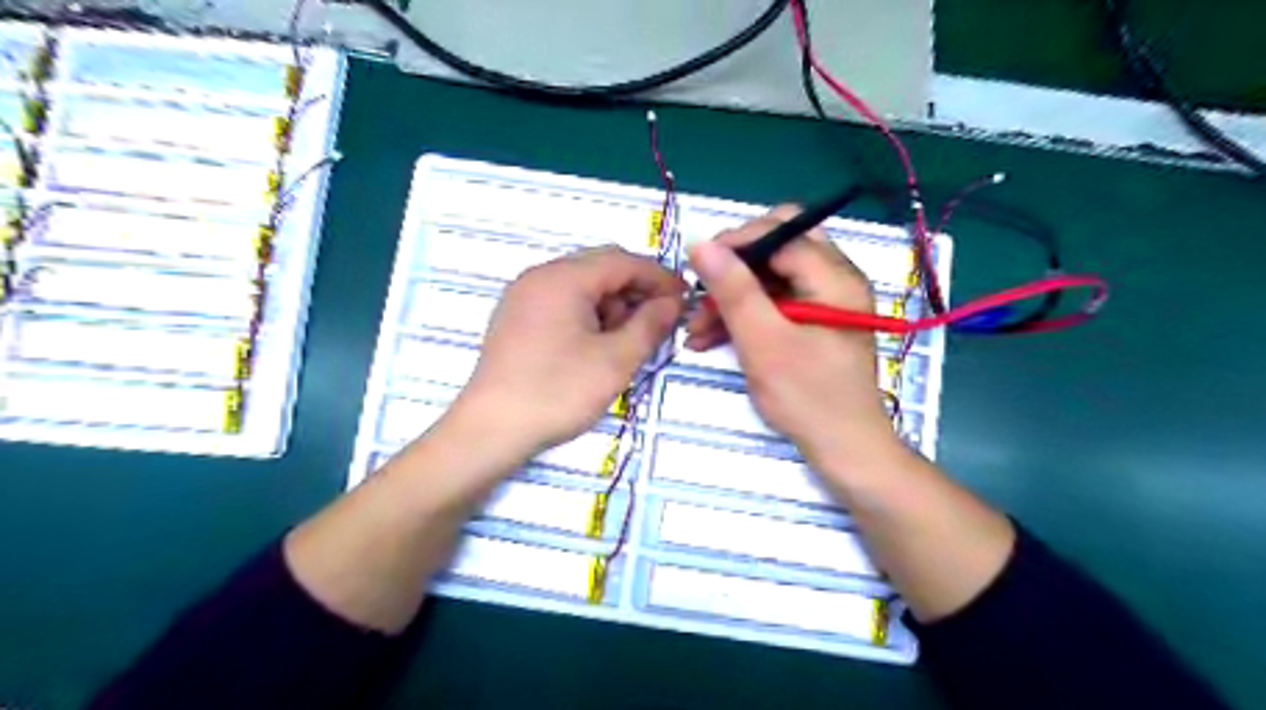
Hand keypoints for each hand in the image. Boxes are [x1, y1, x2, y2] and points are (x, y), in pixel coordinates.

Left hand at [446, 249, 676, 455]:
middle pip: (600, 268)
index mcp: (563, 278)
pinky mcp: (516, 318)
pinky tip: (597, 344)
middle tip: (660, 320)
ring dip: (612, 303)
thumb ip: (650, 324)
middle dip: (635, 290)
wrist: (491, 429)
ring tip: (627, 339)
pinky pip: (562, 301)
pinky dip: (588, 314)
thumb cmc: (558, 392)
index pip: (623, 261)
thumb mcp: (616, 360)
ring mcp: (523, 296)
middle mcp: (540, 276)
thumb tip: (671, 303)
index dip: (659, 277)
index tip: (685, 299)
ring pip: (581, 285)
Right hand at [682, 209, 899, 469]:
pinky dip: (745, 316)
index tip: (697, 267)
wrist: (845, 449)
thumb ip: (734, 290)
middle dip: (734, 269)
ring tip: (697, 330)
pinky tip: (713, 338)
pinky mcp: (815, 322)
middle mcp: (836, 278)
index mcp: (835, 276)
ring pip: (771, 278)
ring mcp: (826, 301)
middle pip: (777, 248)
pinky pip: (775, 303)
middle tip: (703, 294)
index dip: (736, 243)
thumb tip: (700, 244)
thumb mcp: (763, 342)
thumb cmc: (808, 396)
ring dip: (732, 297)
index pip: (781, 232)